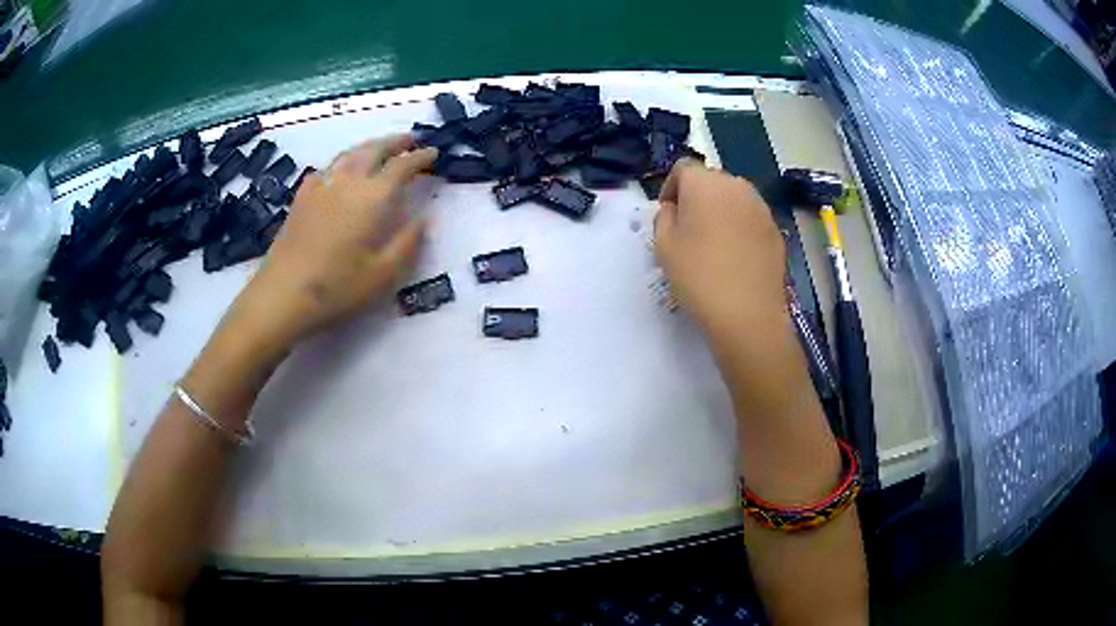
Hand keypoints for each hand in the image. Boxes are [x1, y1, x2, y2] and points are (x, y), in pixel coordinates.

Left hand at [230, 135, 437, 348]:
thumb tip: (424, 218)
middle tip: (410, 140)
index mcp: (372, 198)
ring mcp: (321, 187)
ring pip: (349, 154)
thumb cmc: (337, 287)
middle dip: (395, 142)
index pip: (402, 165)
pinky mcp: (301, 198)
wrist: (282, 294)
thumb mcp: (382, 274)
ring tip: (380, 148)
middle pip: (374, 149)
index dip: (420, 156)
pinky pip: (325, 169)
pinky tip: (338, 172)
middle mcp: (348, 182)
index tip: (434, 152)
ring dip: (369, 146)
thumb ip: (407, 243)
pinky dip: (340, 163)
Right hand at [654, 161, 786, 336]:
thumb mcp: (664, 246)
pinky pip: (750, 219)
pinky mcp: (775, 230)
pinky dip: (739, 228)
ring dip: (720, 212)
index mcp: (706, 183)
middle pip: (711, 181)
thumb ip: (663, 217)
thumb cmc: (699, 277)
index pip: (683, 168)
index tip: (667, 214)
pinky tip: (735, 257)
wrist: (748, 315)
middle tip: (687, 230)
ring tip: (712, 244)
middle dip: (696, 198)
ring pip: (733, 199)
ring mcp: (761, 208)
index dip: (670, 187)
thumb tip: (675, 209)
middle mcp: (737, 186)